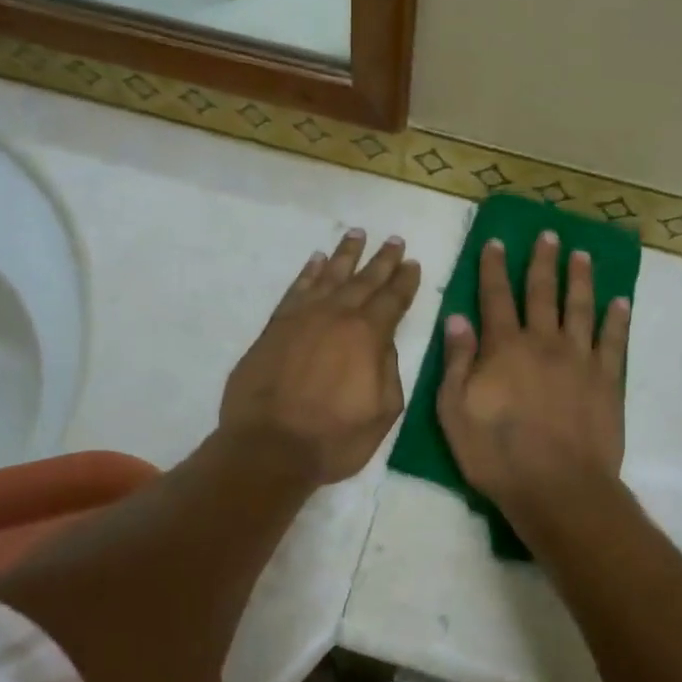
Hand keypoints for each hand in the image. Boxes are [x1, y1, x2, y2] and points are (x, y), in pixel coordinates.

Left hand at [220, 229, 421, 484]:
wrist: (268, 448)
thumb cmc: (333, 439)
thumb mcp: (382, 412)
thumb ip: (389, 371)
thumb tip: (383, 343)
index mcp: (368, 336)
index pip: (393, 300)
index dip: (405, 281)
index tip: (413, 262)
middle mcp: (336, 316)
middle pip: (364, 281)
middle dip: (381, 260)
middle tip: (393, 239)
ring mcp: (302, 318)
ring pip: (328, 276)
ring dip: (345, 255)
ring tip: (356, 234)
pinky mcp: (275, 327)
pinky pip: (296, 290)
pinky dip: (308, 273)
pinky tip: (316, 261)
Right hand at [437, 230, 630, 515]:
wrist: (558, 487)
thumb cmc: (497, 454)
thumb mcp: (455, 411)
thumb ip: (457, 361)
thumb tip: (457, 318)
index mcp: (504, 348)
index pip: (496, 298)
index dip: (494, 268)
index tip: (496, 242)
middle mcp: (543, 343)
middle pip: (542, 293)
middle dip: (542, 262)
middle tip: (548, 234)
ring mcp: (580, 359)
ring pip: (580, 308)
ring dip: (580, 278)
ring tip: (582, 254)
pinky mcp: (607, 380)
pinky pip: (613, 340)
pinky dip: (617, 318)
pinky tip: (620, 300)